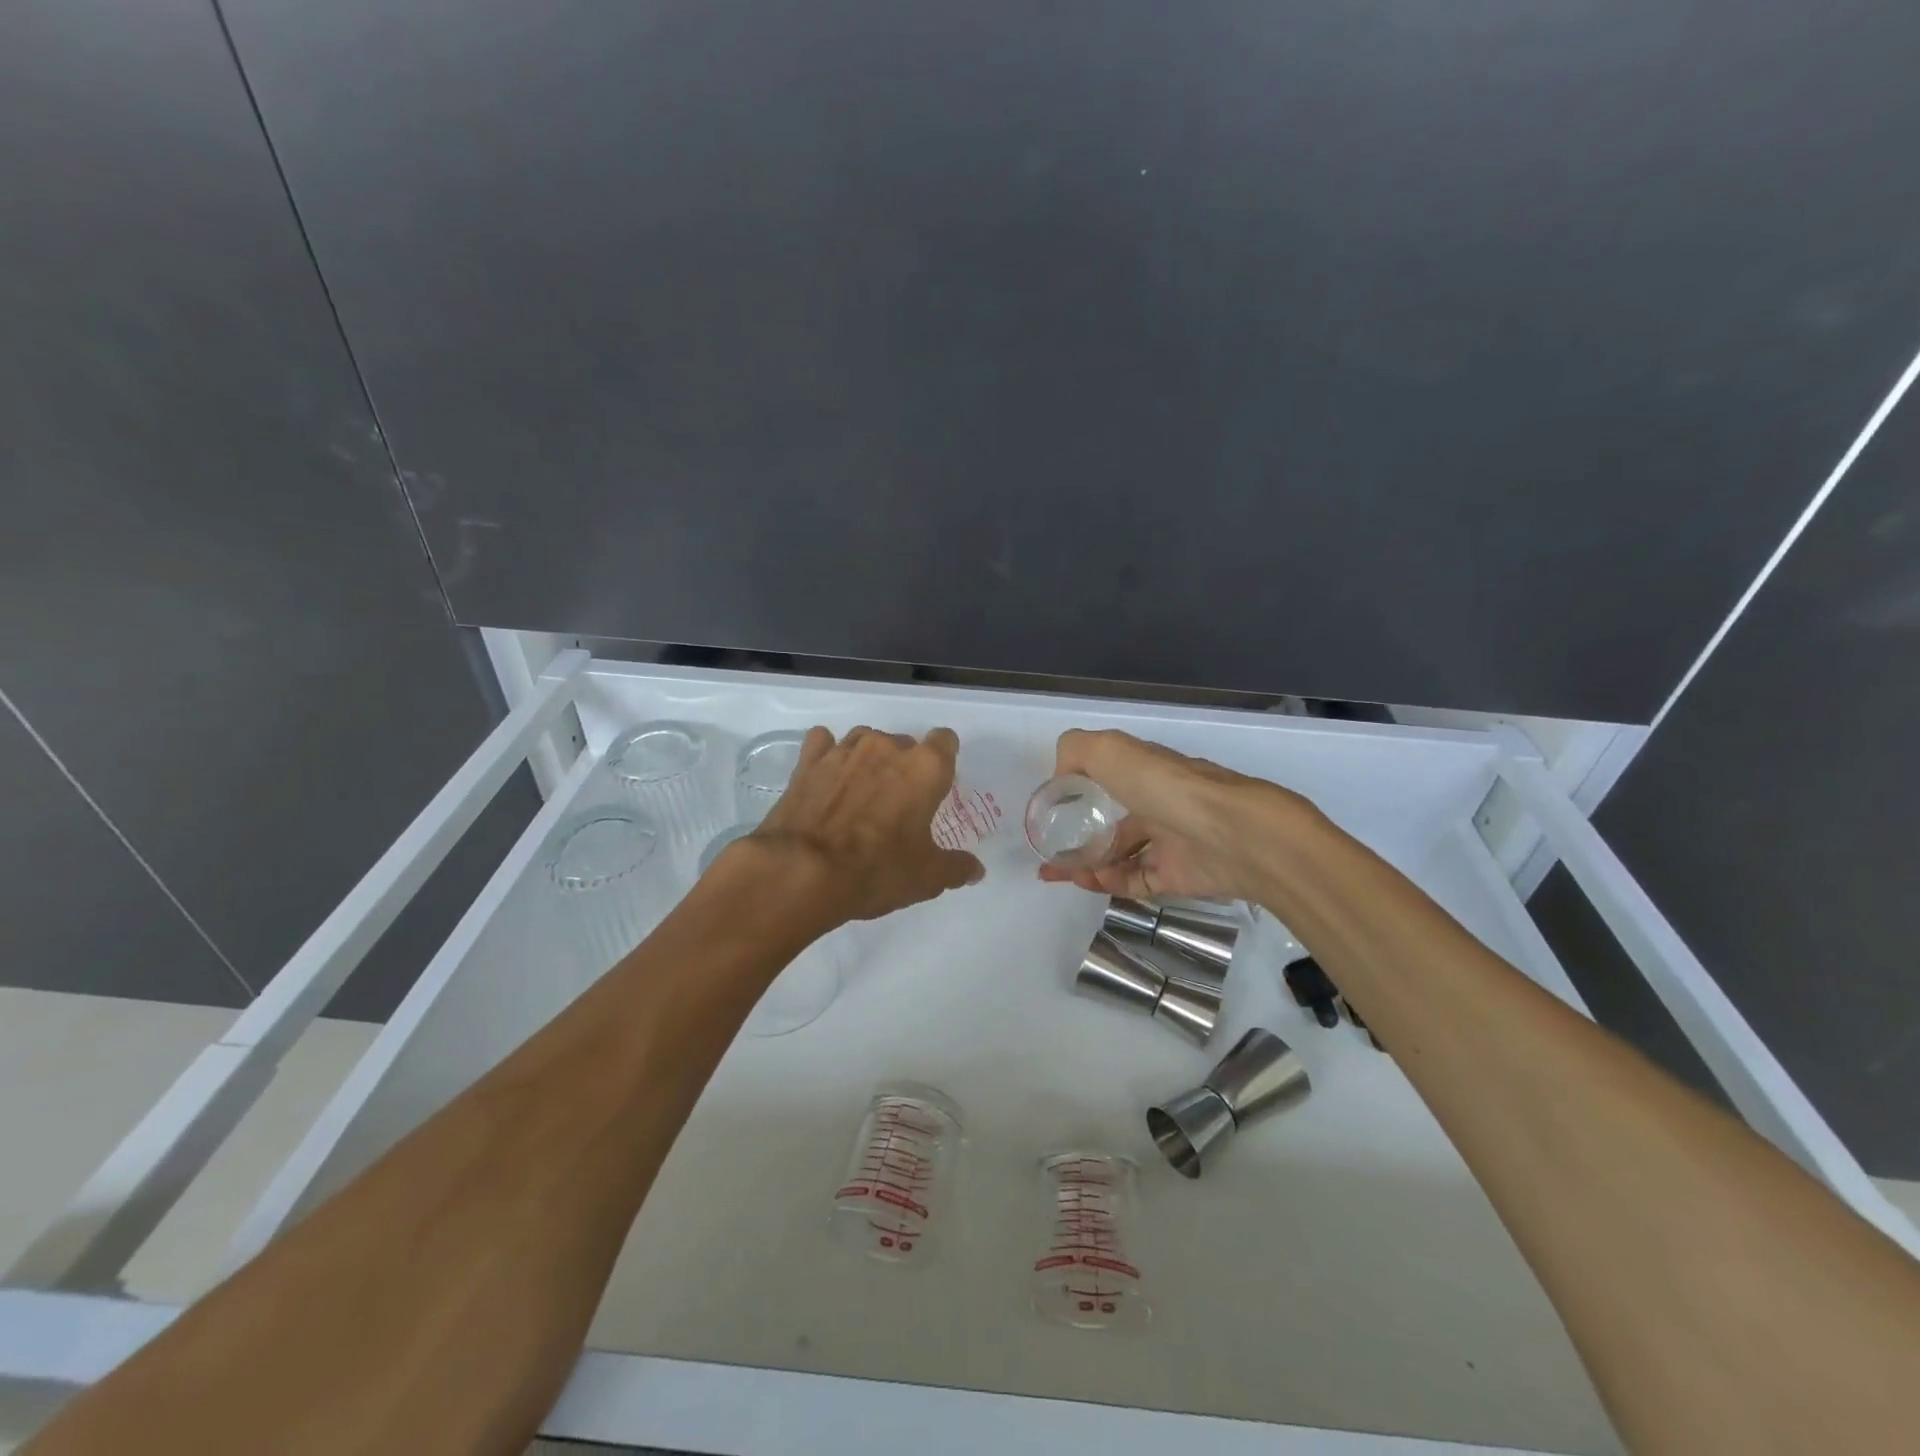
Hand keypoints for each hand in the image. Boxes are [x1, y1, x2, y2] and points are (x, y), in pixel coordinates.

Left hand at [747, 725, 982, 926]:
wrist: (803, 871)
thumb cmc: (876, 870)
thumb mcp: (926, 878)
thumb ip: (956, 867)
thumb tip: (976, 870)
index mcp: (925, 768)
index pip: (945, 741)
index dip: (943, 761)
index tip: (936, 786)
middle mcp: (887, 746)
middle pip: (905, 744)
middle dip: (904, 768)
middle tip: (897, 806)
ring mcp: (845, 749)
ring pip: (866, 741)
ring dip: (868, 761)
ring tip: (860, 795)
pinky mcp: (809, 760)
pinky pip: (824, 743)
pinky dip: (827, 755)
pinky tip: (826, 778)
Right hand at [1035, 729, 1306, 901]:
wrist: (1235, 834)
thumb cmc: (1166, 786)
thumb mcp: (1110, 750)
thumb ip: (1075, 751)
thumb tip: (1060, 777)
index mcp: (1146, 772)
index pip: (1108, 780)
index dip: (1077, 794)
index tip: (1050, 811)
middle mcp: (1158, 804)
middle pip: (1112, 825)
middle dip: (1077, 839)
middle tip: (1047, 855)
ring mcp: (1171, 842)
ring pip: (1121, 856)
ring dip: (1088, 865)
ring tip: (1057, 873)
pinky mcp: (1180, 877)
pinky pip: (1137, 882)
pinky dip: (1110, 883)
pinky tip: (1088, 883)